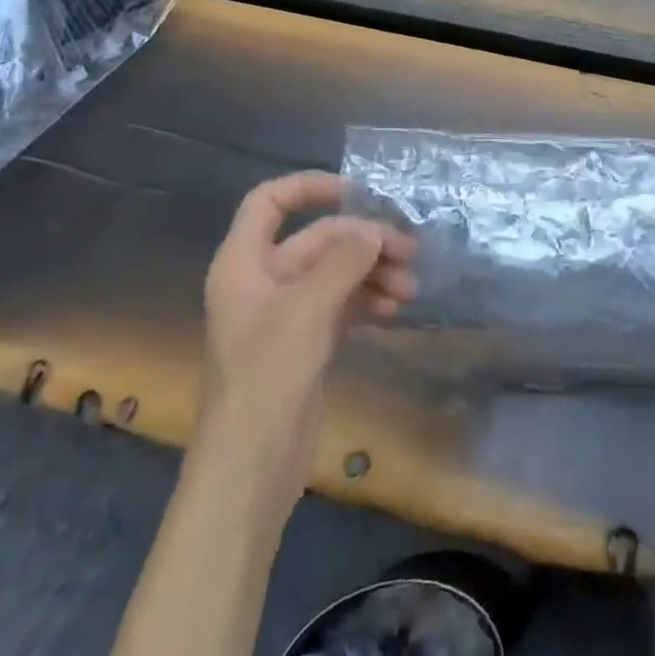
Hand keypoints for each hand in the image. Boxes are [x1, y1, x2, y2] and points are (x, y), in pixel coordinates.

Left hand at [200, 172, 416, 469]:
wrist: (251, 468)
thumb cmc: (267, 377)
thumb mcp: (307, 310)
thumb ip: (344, 262)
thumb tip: (374, 230)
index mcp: (244, 263)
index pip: (269, 202)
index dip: (309, 187)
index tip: (356, 192)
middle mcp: (263, 280)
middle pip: (317, 239)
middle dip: (363, 242)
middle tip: (409, 251)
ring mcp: (285, 312)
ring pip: (335, 272)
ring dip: (372, 272)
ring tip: (410, 288)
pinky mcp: (305, 340)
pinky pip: (341, 302)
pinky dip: (367, 298)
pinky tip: (394, 308)